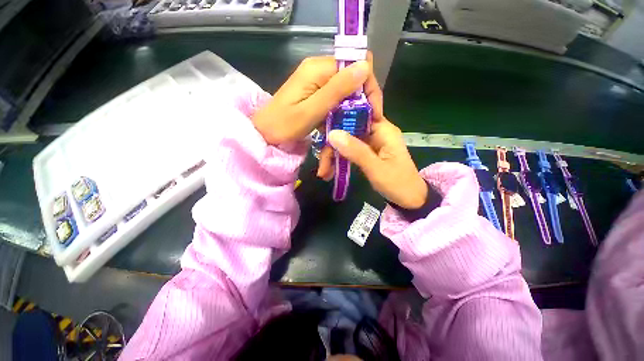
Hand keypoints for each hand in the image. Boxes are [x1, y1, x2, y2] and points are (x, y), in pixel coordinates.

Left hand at [251, 56, 382, 144]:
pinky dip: (341, 113)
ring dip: (351, 111)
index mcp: (317, 69)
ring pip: (345, 92)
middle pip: (352, 80)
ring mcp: (316, 83)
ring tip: (355, 129)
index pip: (355, 67)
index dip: (368, 89)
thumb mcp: (311, 111)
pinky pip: (335, 100)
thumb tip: (364, 66)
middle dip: (361, 102)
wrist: (264, 134)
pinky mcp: (315, 94)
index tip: (373, 113)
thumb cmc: (284, 126)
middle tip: (365, 125)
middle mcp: (318, 70)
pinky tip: (341, 126)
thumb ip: (336, 90)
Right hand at [321, 118, 428, 208]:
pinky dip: (339, 160)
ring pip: (346, 141)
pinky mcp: (367, 152)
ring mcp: (370, 143)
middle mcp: (376, 132)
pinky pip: (349, 151)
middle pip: (348, 130)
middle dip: (332, 146)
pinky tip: (330, 171)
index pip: (359, 112)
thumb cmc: (398, 184)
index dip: (339, 116)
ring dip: (333, 156)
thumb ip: (356, 151)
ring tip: (324, 173)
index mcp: (383, 129)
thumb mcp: (376, 168)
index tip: (322, 127)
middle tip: (322, 166)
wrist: (410, 200)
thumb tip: (332, 134)